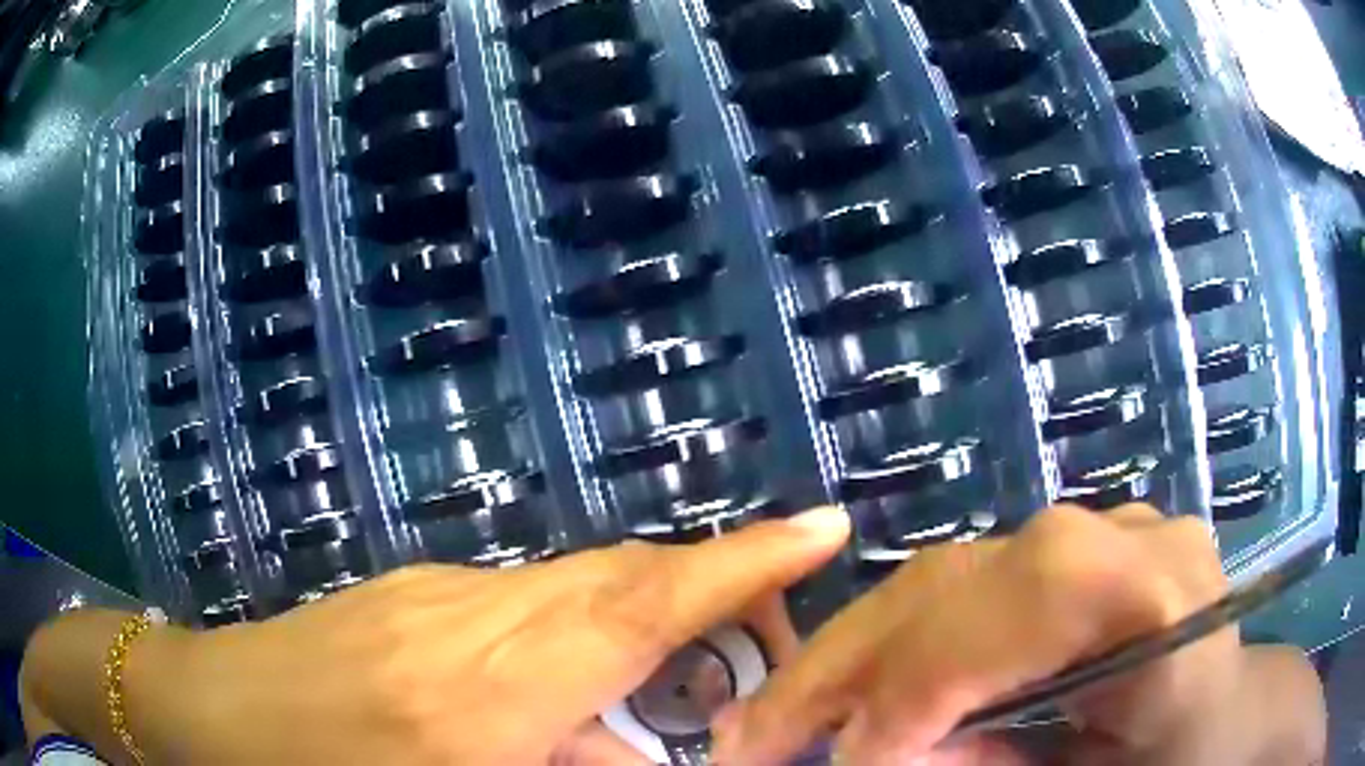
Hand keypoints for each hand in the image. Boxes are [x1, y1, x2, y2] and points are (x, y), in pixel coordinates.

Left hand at [130, 507, 849, 764]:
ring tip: (675, 686)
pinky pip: (525, 607)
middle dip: (712, 590)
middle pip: (621, 582)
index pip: (639, 611)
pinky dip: (573, 639)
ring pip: (576, 592)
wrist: (209, 711)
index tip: (821, 525)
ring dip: (640, 628)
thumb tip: (640, 753)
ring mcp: (435, 592)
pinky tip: (561, 690)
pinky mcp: (412, 591)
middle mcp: (470, 618)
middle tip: (769, 637)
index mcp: (482, 691)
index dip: (742, 565)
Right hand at [712, 504, 1325, 765]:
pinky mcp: (1065, 560)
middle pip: (952, 584)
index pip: (1006, 615)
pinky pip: (957, 593)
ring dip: (846, 656)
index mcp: (1156, 584)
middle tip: (746, 740)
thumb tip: (881, 755)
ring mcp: (1090, 536)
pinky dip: (887, 648)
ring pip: (938, 581)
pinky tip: (843, 688)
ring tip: (774, 718)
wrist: (1231, 715)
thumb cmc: (1183, 761)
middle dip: (840, 671)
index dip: (911, 699)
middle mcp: (1117, 536)